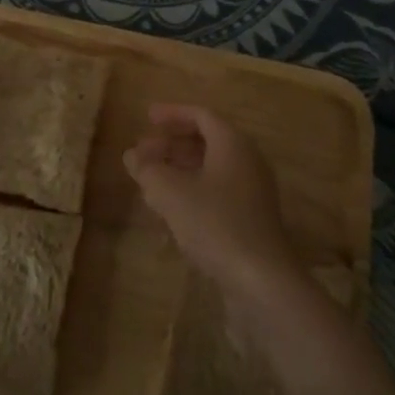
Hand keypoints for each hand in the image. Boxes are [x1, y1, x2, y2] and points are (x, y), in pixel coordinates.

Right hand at [124, 104, 297, 302]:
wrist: (262, 280)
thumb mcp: (171, 193)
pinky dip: (192, 190)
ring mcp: (253, 191)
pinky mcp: (252, 219)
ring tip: (150, 181)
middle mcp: (247, 161)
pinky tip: (171, 211)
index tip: (147, 117)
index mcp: (233, 144)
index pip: (201, 115)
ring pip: (211, 169)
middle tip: (143, 152)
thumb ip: (148, 169)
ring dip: (179, 170)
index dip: (172, 113)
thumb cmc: (215, 223)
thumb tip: (132, 155)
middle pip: (207, 141)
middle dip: (171, 144)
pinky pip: (218, 191)